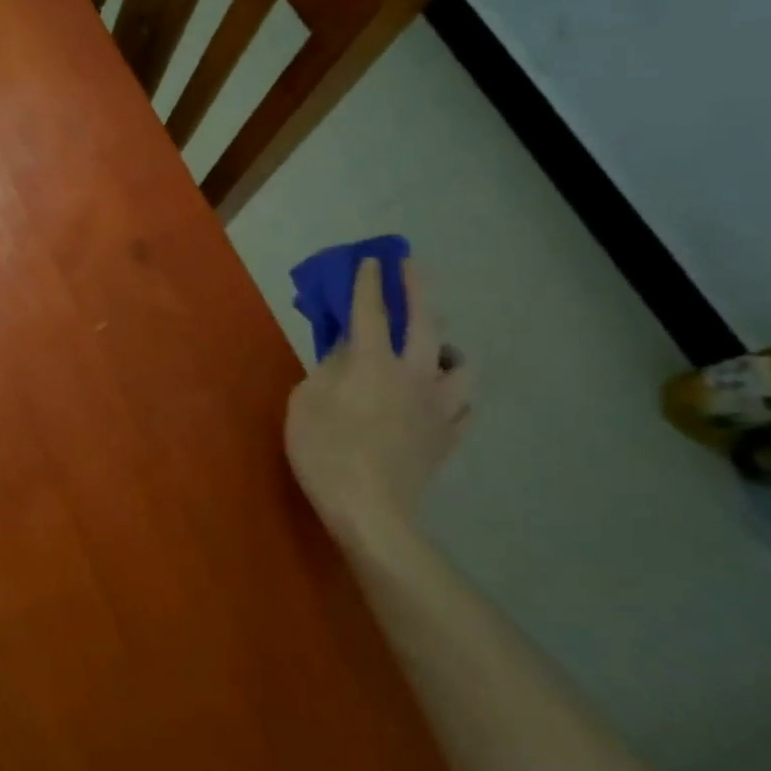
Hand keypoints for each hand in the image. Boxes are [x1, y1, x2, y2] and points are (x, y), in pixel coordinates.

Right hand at [285, 258, 472, 544]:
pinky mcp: (449, 436)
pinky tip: (445, 394)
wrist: (371, 511)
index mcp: (372, 362)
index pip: (371, 310)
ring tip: (436, 347)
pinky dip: (456, 392)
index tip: (371, 259)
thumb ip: (326, 368)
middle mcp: (413, 374)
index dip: (369, 282)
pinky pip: (465, 405)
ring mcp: (438, 406)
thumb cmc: (325, 452)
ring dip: (448, 345)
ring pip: (461, 364)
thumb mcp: (305, 402)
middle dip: (416, 288)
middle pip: (425, 322)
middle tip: (410, 267)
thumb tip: (345, 350)